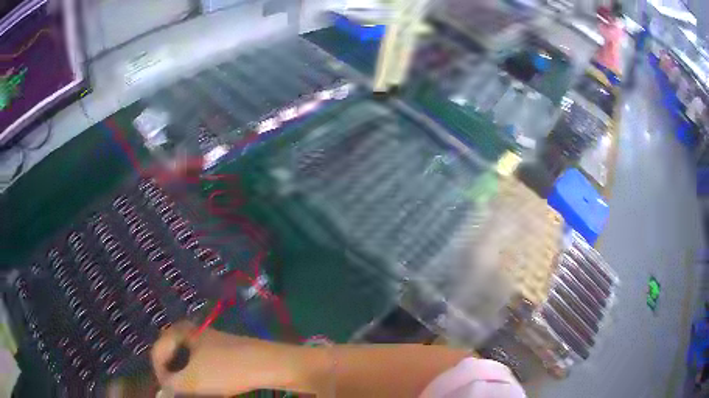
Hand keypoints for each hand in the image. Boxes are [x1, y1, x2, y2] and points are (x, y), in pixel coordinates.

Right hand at [151, 321, 300, 395]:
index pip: (158, 351)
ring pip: (188, 361)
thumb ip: (172, 386)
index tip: (165, 392)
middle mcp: (193, 332)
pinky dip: (200, 377)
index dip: (158, 373)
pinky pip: (203, 364)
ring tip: (190, 391)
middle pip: (172, 354)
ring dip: (185, 377)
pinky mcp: (225, 352)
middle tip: (175, 391)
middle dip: (172, 375)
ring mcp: (211, 341)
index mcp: (181, 331)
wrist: (270, 364)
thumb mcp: (194, 380)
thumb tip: (161, 393)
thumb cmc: (227, 369)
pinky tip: (207, 388)